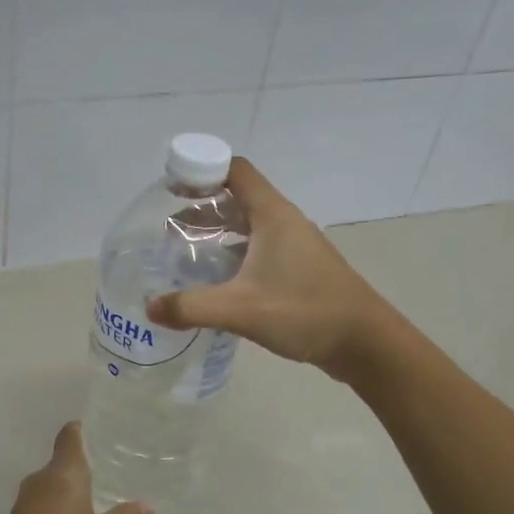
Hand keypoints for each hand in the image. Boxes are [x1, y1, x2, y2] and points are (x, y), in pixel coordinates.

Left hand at [0, 423, 150, 513]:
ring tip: (95, 499)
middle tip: (109, 472)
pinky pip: (40, 504)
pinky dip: (56, 508)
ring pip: (49, 485)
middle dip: (81, 466)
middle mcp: (38, 481)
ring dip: (67, 490)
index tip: (101, 434)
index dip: (83, 431)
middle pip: (60, 462)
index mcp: (62, 475)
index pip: (69, 436)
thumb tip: (146, 506)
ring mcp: (23, 504)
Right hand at [145, 157, 395, 380]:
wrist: (364, 342)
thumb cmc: (304, 311)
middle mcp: (284, 222)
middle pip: (238, 197)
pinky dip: (234, 253)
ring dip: (217, 232)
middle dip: (202, 208)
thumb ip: (192, 307)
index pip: (235, 171)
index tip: (172, 190)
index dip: (202, 171)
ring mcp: (294, 246)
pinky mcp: (299, 269)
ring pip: (248, 225)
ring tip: (186, 253)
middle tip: (170, 229)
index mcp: (273, 215)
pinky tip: (217, 280)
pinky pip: (258, 248)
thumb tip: (150, 308)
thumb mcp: (241, 309)